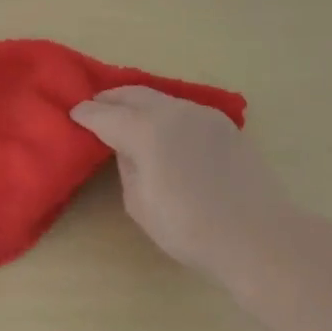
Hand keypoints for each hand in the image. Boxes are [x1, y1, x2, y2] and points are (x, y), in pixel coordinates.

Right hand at [71, 86, 304, 277]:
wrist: (258, 236)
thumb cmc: (189, 228)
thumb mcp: (139, 203)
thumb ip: (127, 166)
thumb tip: (129, 148)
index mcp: (145, 130)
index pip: (105, 115)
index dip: (85, 114)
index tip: (73, 114)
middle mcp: (172, 112)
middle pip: (132, 94)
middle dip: (110, 99)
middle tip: (95, 106)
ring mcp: (201, 114)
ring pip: (160, 98)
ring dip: (138, 102)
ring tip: (126, 114)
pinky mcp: (224, 125)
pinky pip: (183, 109)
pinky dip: (164, 112)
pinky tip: (163, 128)